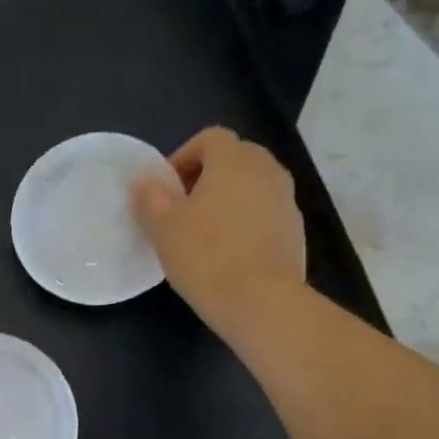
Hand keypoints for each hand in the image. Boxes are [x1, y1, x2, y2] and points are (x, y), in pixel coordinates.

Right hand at [130, 127, 305, 327]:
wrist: (261, 301)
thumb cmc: (205, 255)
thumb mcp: (163, 228)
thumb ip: (150, 198)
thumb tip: (143, 182)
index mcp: (234, 160)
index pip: (209, 138)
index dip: (183, 157)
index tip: (165, 189)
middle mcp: (267, 169)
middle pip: (233, 159)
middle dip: (205, 178)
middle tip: (180, 210)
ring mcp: (286, 199)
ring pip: (250, 187)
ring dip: (226, 201)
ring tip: (202, 234)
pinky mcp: (295, 230)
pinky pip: (264, 213)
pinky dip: (244, 223)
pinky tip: (227, 255)